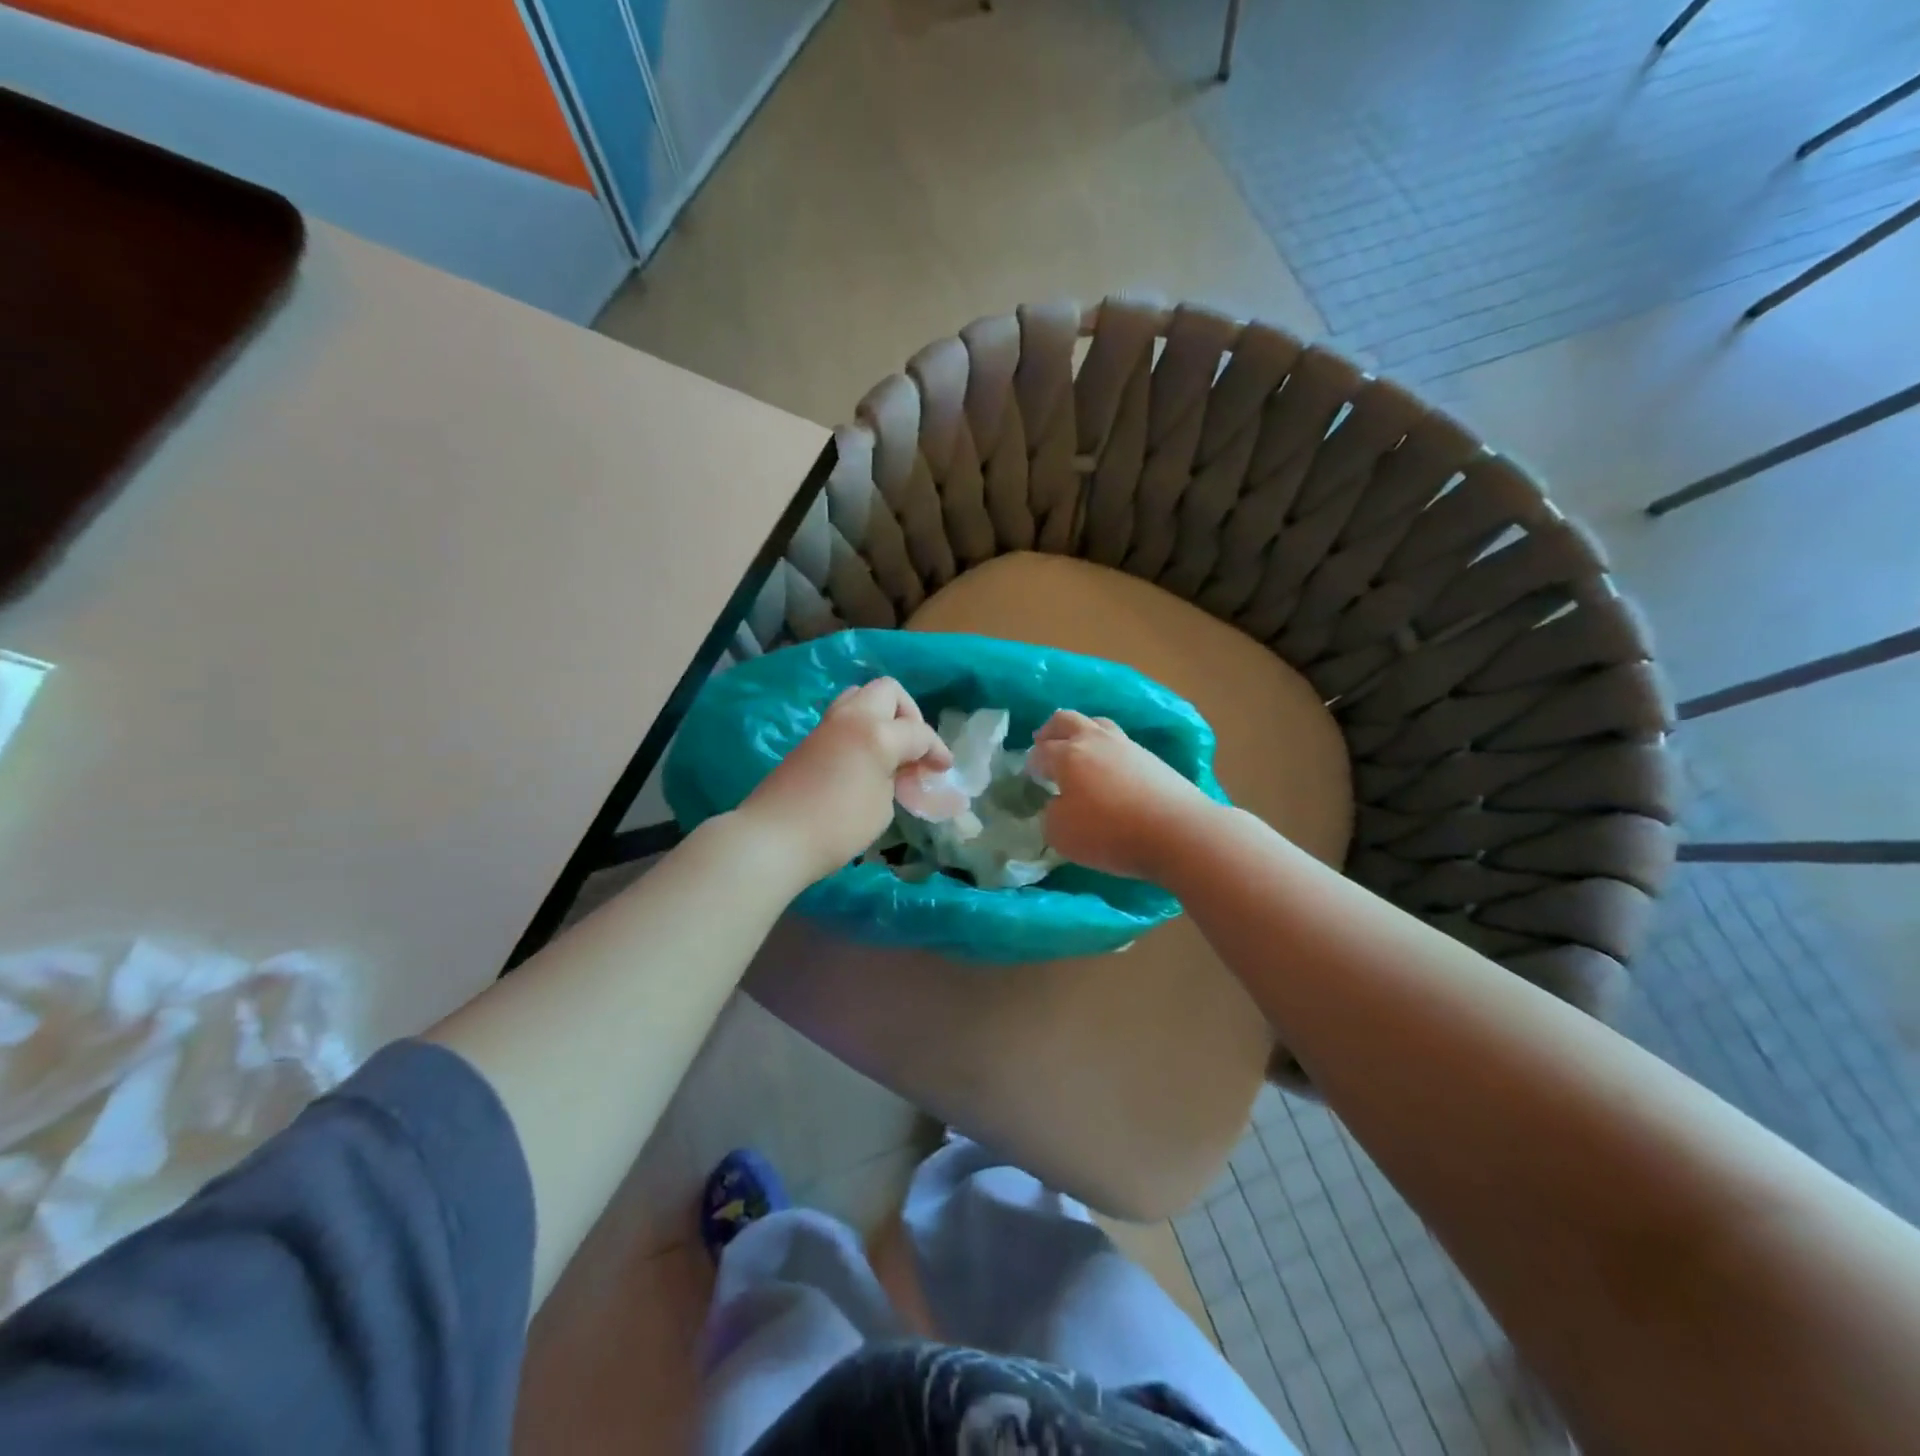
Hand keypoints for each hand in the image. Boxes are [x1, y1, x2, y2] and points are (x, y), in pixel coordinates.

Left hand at [741, 677, 951, 884]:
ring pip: (860, 697)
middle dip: (908, 714)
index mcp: (877, 733)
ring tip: (889, 749)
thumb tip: (891, 769)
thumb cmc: (837, 827)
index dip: (937, 750)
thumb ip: (893, 778)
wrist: (773, 837)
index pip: (918, 732)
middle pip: (888, 691)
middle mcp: (852, 718)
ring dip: (881, 715)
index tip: (944, 768)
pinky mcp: (809, 740)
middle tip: (913, 747)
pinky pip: (843, 718)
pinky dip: (861, 728)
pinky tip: (865, 759)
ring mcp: (826, 725)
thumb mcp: (882, 806)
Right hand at [1028, 710, 1217, 882]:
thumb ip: (1051, 815)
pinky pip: (1120, 742)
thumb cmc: (1110, 833)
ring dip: (1082, 732)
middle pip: (1066, 720)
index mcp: (1068, 755)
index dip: (1031, 763)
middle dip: (1050, 730)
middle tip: (1044, 743)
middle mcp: (1095, 741)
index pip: (1040, 752)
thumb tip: (1057, 805)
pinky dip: (1107, 749)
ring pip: (1097, 724)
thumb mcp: (1061, 834)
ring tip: (1079, 749)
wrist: (1178, 831)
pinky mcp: (1152, 758)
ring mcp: (1127, 745)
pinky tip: (1109, 768)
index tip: (1030, 775)